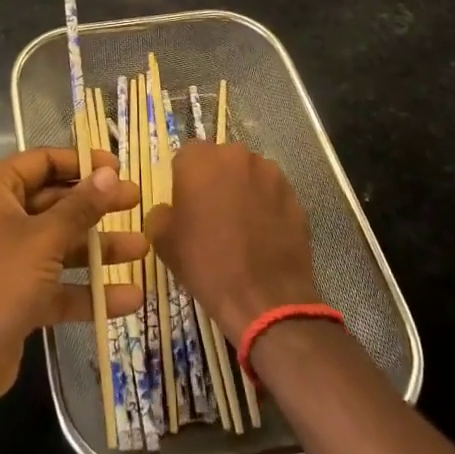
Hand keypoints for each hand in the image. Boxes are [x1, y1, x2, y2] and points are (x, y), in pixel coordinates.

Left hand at [0, 147, 144, 408]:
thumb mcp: (44, 238)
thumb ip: (80, 206)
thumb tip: (110, 174)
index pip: (43, 162)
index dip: (82, 163)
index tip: (118, 168)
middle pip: (55, 202)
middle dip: (96, 206)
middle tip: (137, 202)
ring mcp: (7, 258)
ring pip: (60, 244)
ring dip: (98, 249)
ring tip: (142, 249)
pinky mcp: (17, 296)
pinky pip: (57, 284)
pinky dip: (87, 290)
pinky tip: (128, 298)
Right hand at [147, 141, 319, 343]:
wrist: (265, 299)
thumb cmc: (206, 264)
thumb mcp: (163, 241)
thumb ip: (161, 213)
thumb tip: (170, 209)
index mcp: (200, 159)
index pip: (187, 155)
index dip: (184, 178)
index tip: (186, 203)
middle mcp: (236, 155)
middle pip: (221, 160)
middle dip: (216, 179)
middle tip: (213, 213)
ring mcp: (270, 173)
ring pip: (249, 174)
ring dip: (243, 190)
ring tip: (242, 225)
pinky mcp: (294, 195)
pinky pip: (272, 193)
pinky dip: (266, 206)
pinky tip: (263, 235)